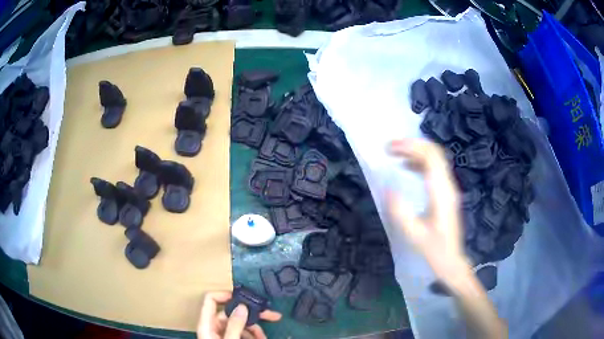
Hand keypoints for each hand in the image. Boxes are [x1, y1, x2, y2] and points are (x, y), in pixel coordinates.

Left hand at [197, 292, 281, 338]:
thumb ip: (234, 326)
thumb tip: (242, 306)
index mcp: (208, 324)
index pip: (211, 300)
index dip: (225, 294)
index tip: (245, 297)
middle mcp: (215, 327)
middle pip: (233, 313)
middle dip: (253, 315)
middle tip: (274, 315)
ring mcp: (224, 334)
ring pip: (241, 324)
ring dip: (256, 329)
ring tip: (265, 338)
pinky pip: (243, 334)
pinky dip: (254, 336)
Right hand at [386, 138, 470, 281]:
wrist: (452, 260)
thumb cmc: (435, 250)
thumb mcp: (415, 235)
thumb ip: (401, 212)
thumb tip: (387, 188)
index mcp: (442, 192)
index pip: (430, 157)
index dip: (411, 147)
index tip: (390, 148)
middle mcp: (448, 185)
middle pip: (434, 152)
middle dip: (412, 144)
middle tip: (390, 147)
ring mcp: (449, 188)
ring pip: (435, 158)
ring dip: (416, 151)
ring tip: (396, 153)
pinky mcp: (446, 192)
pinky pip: (435, 168)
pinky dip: (420, 162)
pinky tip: (407, 167)